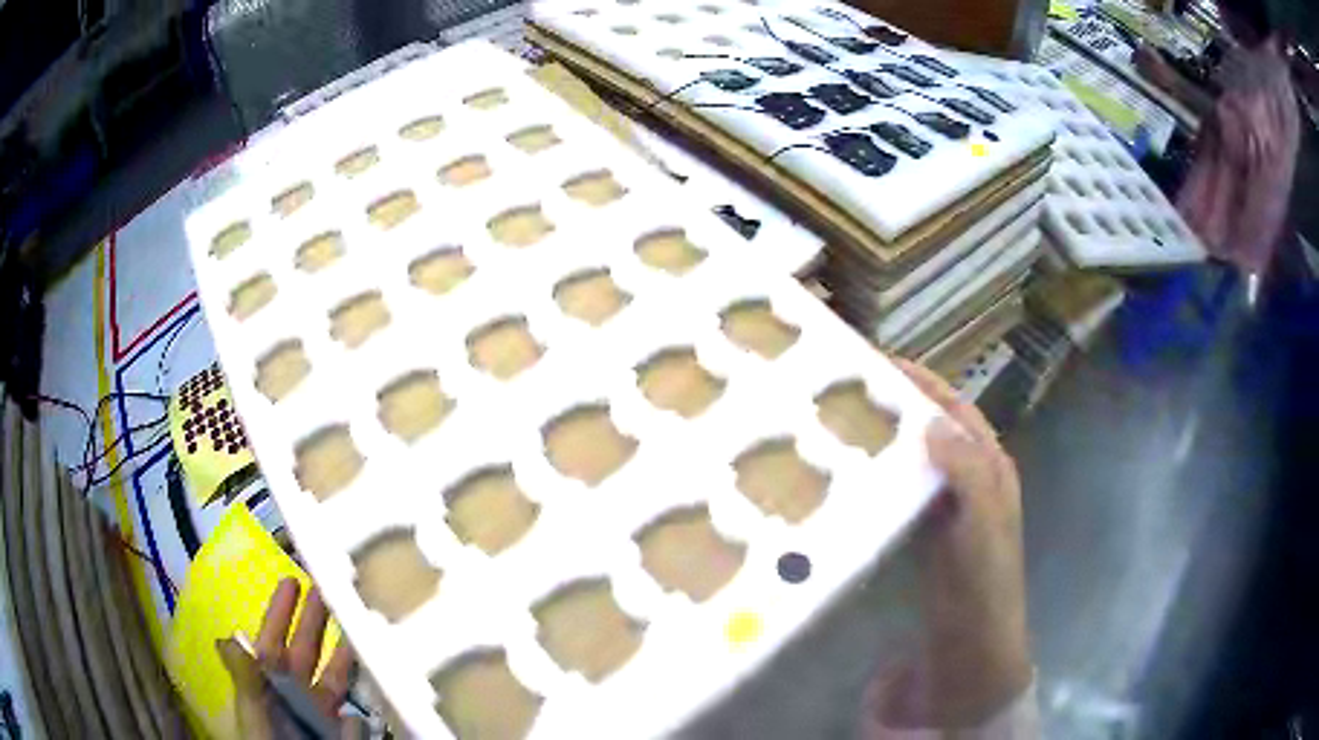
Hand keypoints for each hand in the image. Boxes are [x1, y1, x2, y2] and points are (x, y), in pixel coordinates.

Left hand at [217, 578, 359, 739]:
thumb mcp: (251, 710)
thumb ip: (244, 677)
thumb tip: (226, 636)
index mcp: (266, 681)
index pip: (272, 639)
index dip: (280, 611)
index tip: (291, 580)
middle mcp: (293, 691)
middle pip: (306, 649)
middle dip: (315, 618)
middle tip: (328, 586)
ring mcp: (320, 710)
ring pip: (334, 672)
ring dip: (345, 647)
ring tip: (361, 622)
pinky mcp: (343, 729)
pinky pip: (355, 700)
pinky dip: (364, 686)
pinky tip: (375, 668)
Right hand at [873, 361, 1031, 727]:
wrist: (970, 647)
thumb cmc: (983, 583)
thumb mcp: (984, 524)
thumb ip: (967, 472)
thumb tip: (931, 423)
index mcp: (990, 469)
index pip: (958, 411)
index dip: (926, 384)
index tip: (882, 362)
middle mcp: (970, 482)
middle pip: (934, 431)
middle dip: (899, 407)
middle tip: (850, 393)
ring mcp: (946, 511)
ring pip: (916, 462)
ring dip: (888, 442)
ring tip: (842, 428)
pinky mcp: (924, 537)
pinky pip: (902, 495)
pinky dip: (882, 479)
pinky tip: (851, 481)